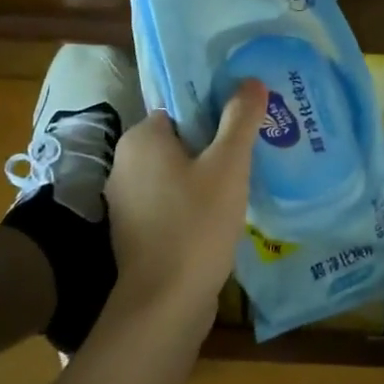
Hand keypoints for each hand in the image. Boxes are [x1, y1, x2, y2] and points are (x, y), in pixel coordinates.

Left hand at [103, 80, 264, 333]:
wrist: (165, 303)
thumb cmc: (196, 224)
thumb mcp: (228, 166)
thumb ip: (240, 120)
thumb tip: (252, 81)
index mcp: (142, 139)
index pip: (181, 107)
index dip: (216, 108)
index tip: (248, 117)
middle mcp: (126, 164)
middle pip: (182, 139)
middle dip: (217, 141)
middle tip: (257, 144)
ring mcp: (129, 201)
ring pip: (179, 172)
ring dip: (209, 172)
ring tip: (250, 174)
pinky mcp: (138, 230)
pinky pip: (174, 199)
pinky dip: (197, 199)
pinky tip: (227, 208)